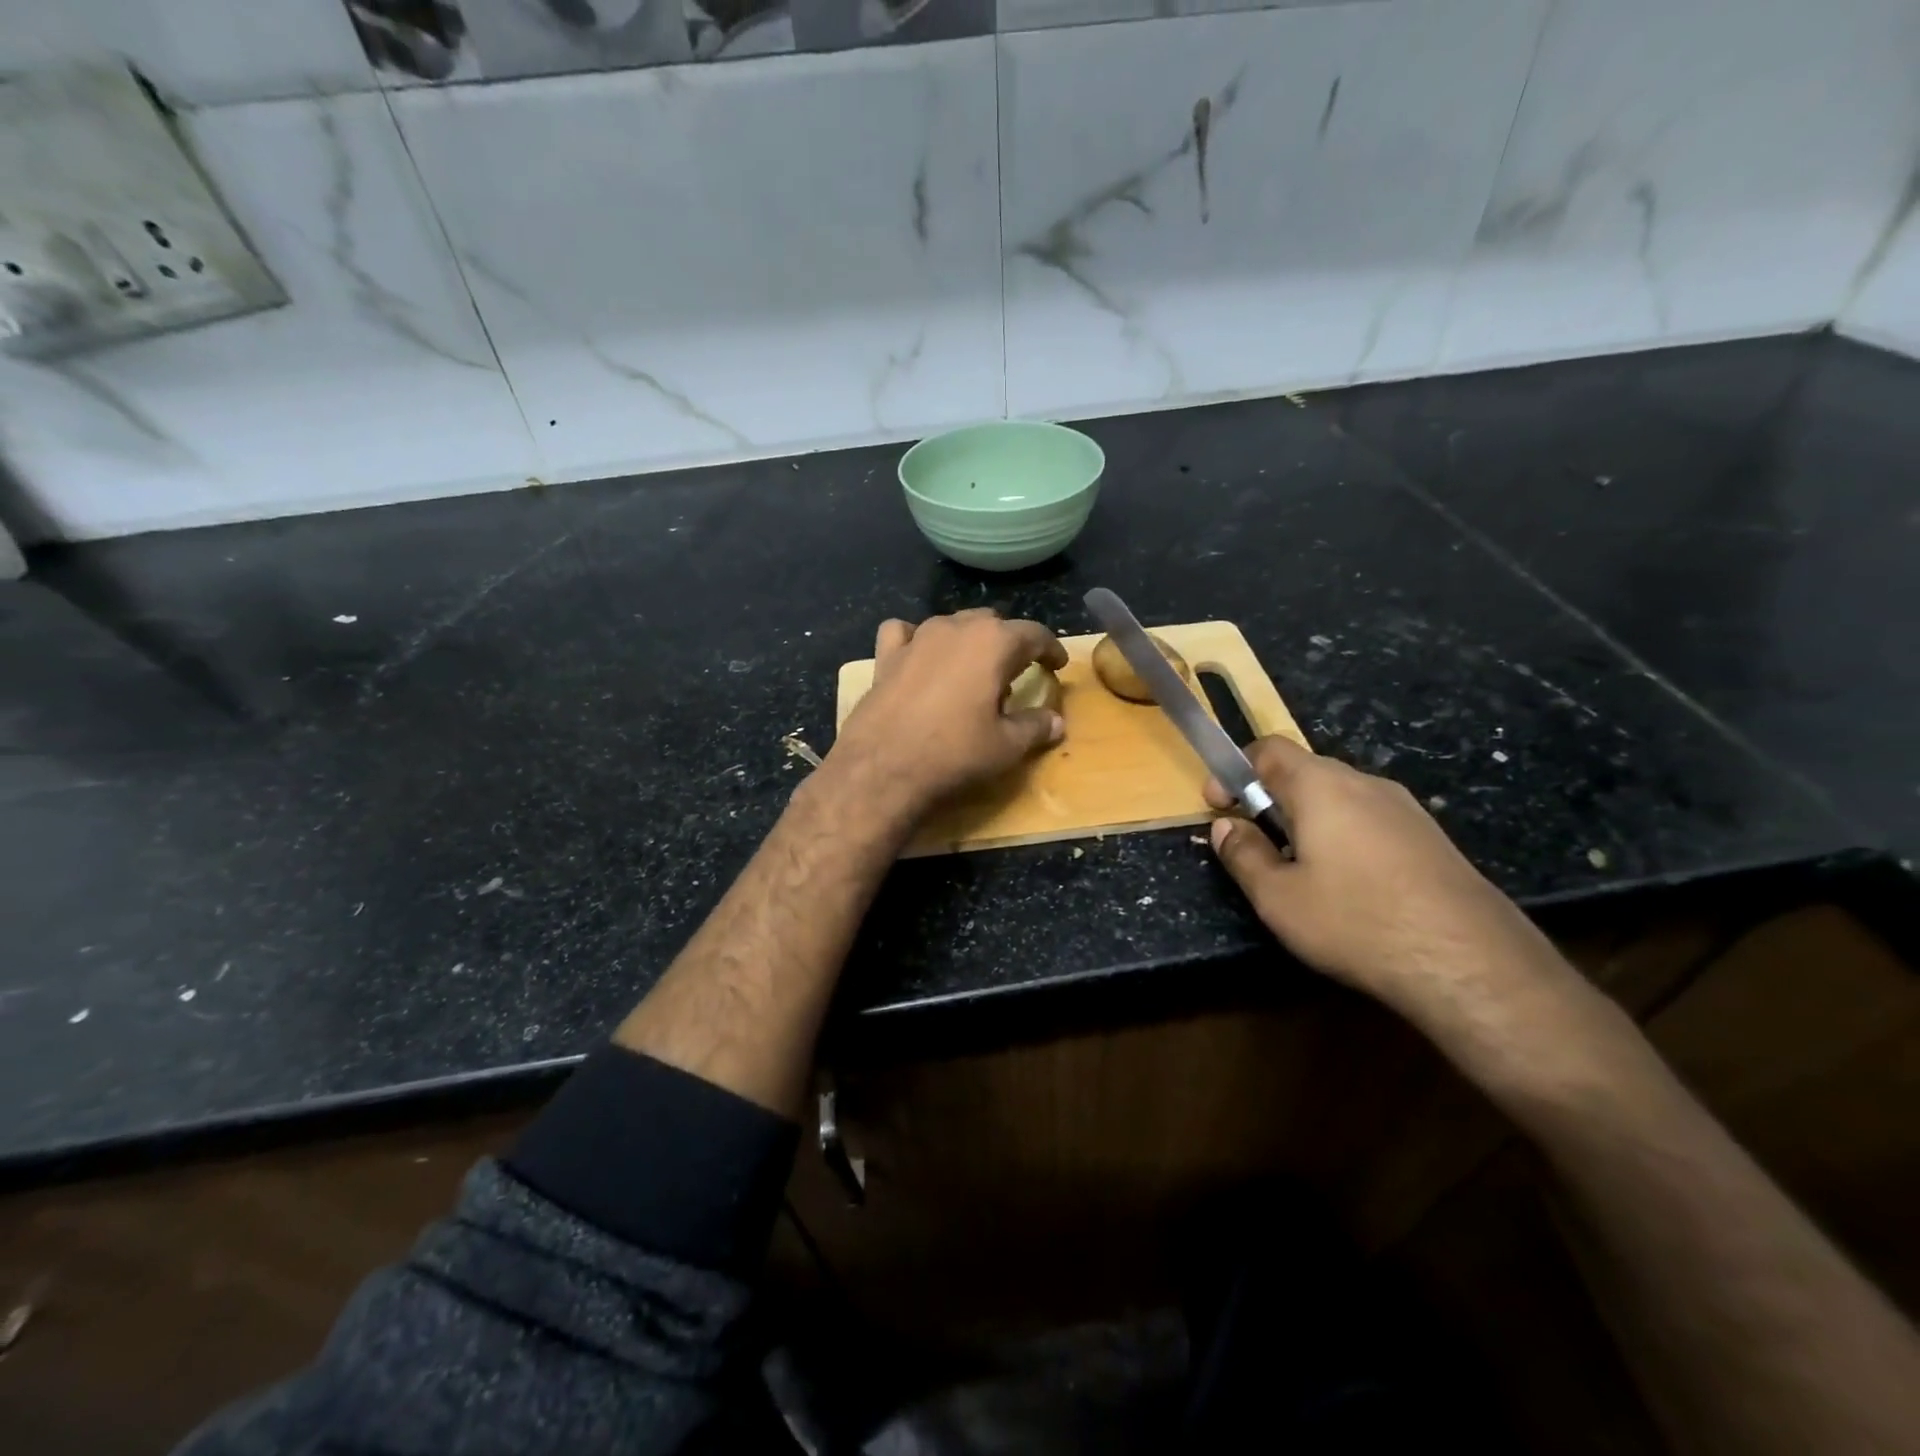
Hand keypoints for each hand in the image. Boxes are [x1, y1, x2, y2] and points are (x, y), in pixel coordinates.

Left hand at [828, 609, 1068, 819]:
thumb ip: (1036, 727)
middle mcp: (955, 628)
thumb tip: (1056, 722)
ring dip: (967, 640)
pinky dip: (916, 640)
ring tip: (972, 669)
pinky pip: (904, 633)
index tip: (1057, 664)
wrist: (882, 768)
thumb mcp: (1007, 746)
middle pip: (991, 623)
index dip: (1050, 649)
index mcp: (993, 642)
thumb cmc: (954, 753)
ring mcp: (917, 638)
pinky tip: (919, 658)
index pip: (1033, 634)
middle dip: (1008, 642)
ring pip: (951, 624)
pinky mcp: (886, 656)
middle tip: (1015, 671)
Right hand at [1206, 736, 1574, 1039]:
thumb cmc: (1356, 920)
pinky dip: (1343, 837)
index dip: (1235, 771)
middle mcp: (1365, 783)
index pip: (1269, 749)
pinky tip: (1348, 886)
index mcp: (1321, 786)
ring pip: (1339, 798)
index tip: (1219, 808)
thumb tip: (1224, 826)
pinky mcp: (1431, 838)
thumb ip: (1243, 854)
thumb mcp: (1278, 896)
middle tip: (1254, 842)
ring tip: (1298, 869)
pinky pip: (1371, 821)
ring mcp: (1405, 809)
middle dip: (1270, 798)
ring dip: (1307, 820)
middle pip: (1305, 771)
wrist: (1471, 962)